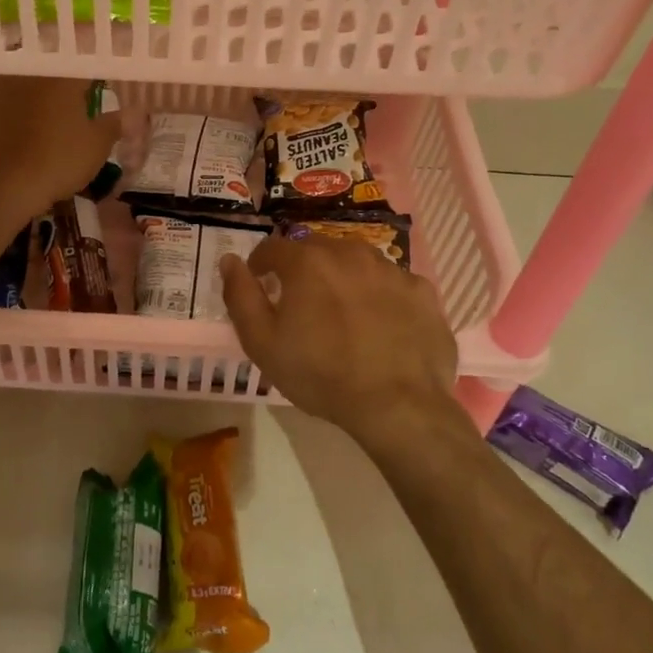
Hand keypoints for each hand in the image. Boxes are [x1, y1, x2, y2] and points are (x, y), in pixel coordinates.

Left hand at [0, 76, 121, 226]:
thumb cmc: (54, 162)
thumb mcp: (95, 148)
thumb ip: (112, 125)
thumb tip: (126, 115)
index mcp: (60, 74)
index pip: (84, 65)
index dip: (94, 78)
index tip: (98, 93)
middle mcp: (25, 70)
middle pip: (48, 71)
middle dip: (60, 87)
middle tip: (69, 108)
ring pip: (18, 85)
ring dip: (30, 97)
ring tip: (38, 122)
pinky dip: (4, 115)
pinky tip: (8, 136)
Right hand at [220, 236, 460, 442]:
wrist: (399, 405)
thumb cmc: (320, 374)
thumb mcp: (262, 342)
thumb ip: (240, 296)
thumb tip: (229, 261)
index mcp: (308, 262)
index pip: (273, 247)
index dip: (261, 264)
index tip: (260, 283)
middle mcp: (350, 253)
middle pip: (317, 249)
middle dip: (303, 268)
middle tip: (301, 302)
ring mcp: (391, 270)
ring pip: (357, 262)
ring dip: (343, 278)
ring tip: (343, 313)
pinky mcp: (422, 291)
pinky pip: (392, 284)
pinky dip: (381, 296)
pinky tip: (380, 325)